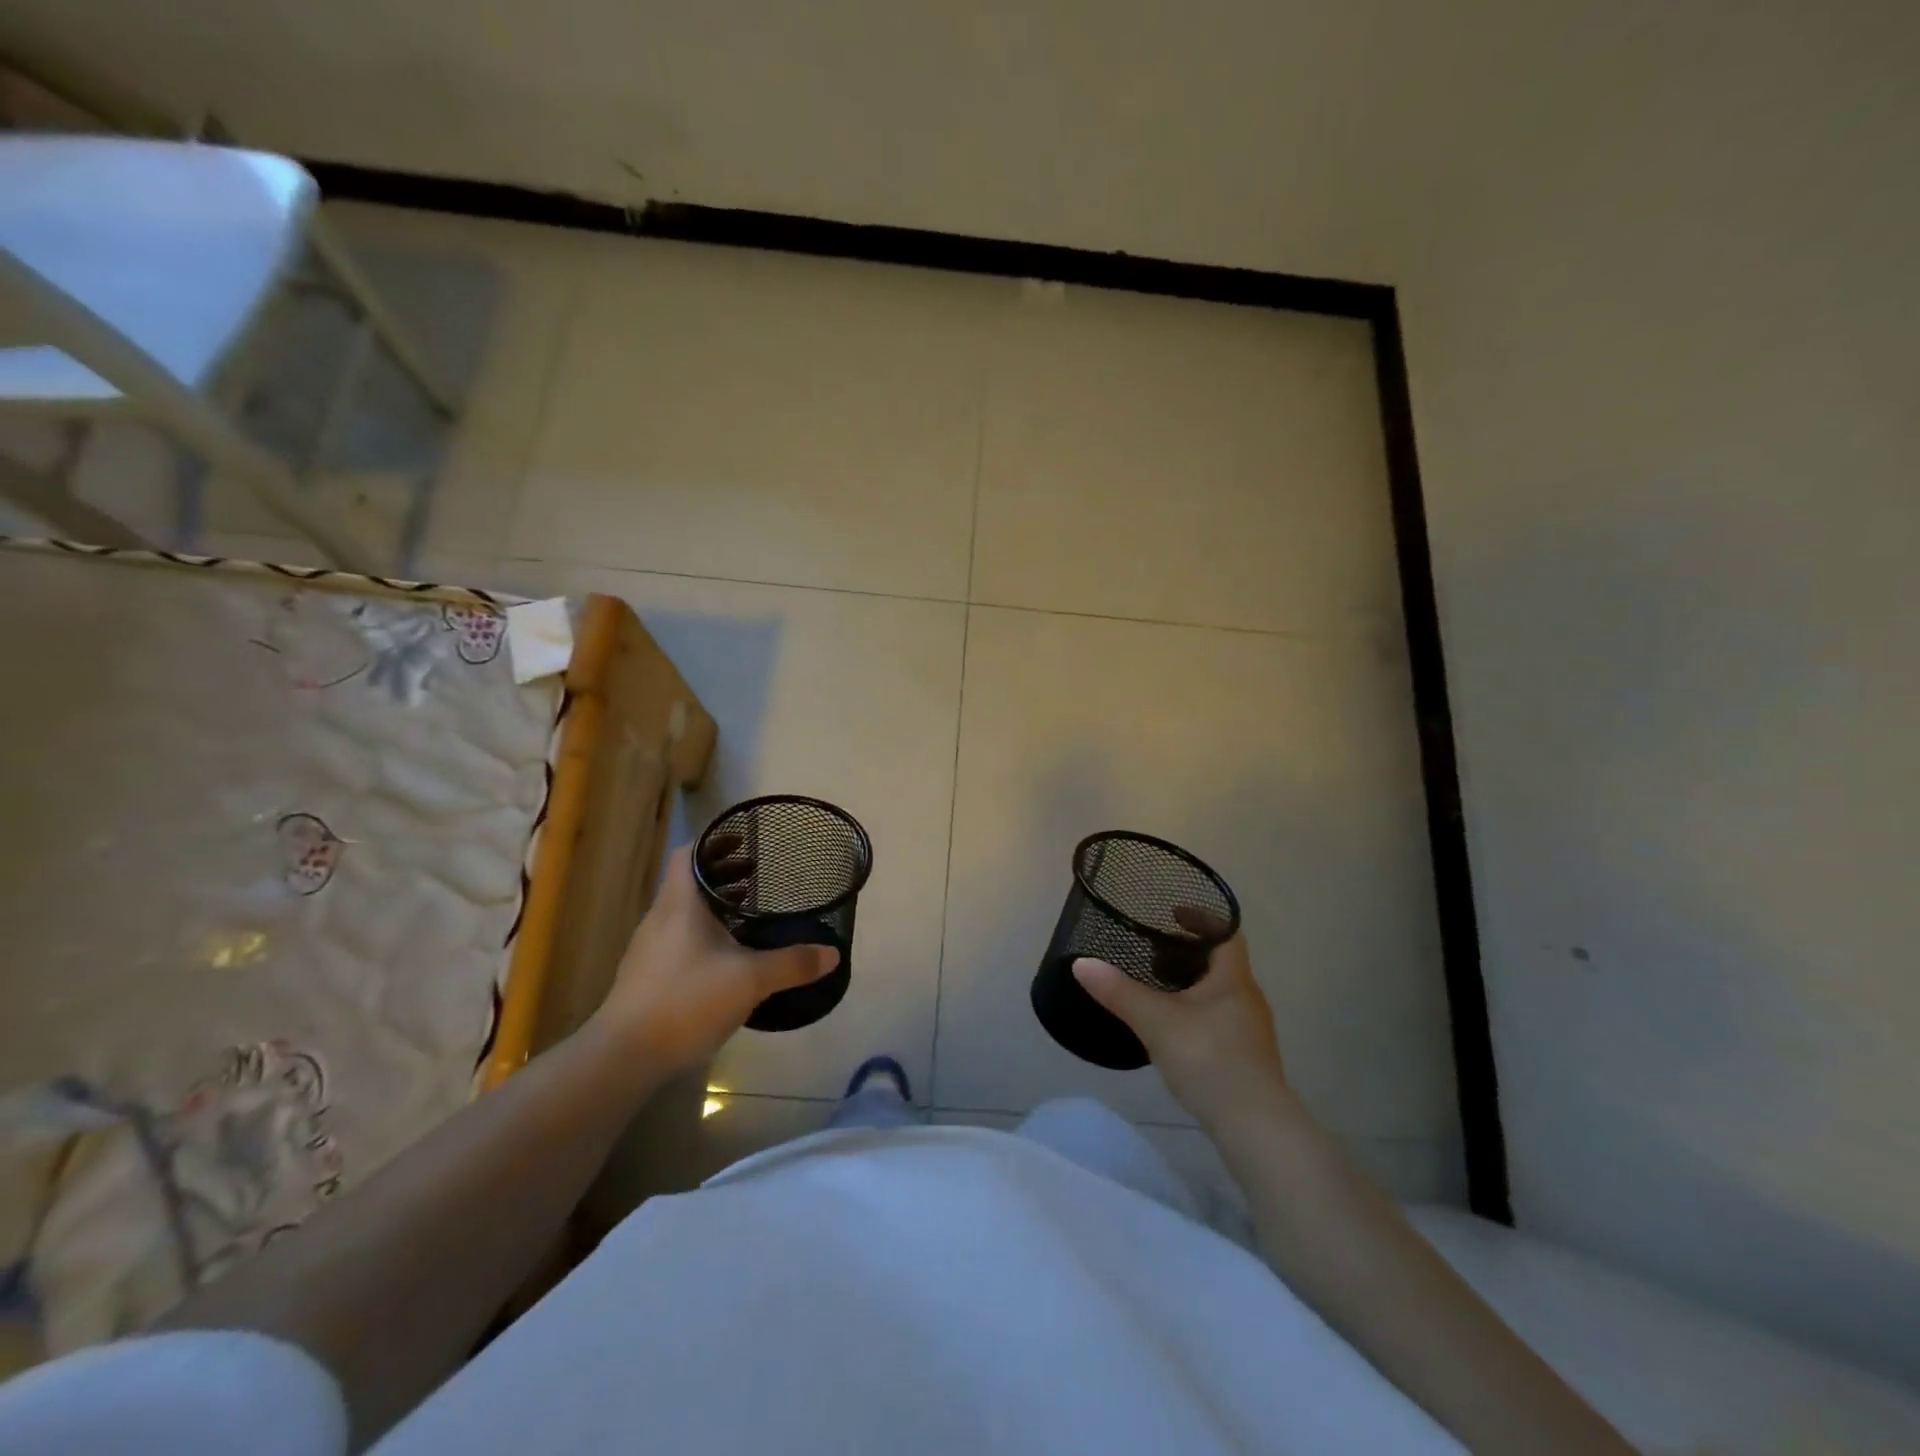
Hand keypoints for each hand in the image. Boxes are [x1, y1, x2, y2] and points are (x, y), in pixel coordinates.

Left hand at [592, 841, 838, 1078]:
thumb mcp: (749, 980)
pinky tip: (727, 958)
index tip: (744, 842)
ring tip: (748, 914)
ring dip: (714, 906)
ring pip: (684, 912)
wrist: (623, 1056)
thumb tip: (832, 954)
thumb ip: (792, 963)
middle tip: (757, 875)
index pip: (689, 854)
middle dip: (723, 875)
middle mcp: (661, 918)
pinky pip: (679, 940)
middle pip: (689, 882)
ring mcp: (650, 949)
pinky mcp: (647, 977)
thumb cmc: (685, 1000)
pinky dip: (704, 935)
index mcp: (680, 904)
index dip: (714, 843)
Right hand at [1072, 911, 1288, 1126]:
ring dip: (1191, 983)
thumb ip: (1119, 992)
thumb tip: (1081, 964)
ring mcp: (1250, 1030)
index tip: (1172, 913)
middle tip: (1152, 949)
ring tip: (1156, 985)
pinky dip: (1195, 1011)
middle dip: (1188, 952)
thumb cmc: (1210, 1061)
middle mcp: (1247, 998)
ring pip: (1219, 992)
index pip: (1226, 933)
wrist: (1256, 1129)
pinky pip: (1218, 1018)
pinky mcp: (1245, 1057)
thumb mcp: (1157, 1022)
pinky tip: (1172, 1026)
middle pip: (1221, 962)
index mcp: (1234, 979)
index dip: (1201, 918)